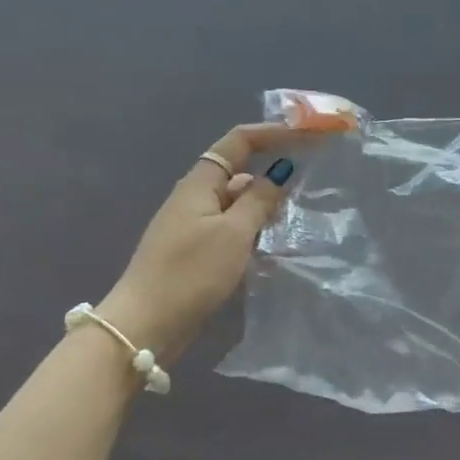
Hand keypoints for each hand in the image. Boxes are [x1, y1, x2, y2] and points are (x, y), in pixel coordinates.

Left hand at [95, 123, 300, 364]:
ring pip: (238, 201)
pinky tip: (275, 241)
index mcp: (200, 183)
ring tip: (301, 210)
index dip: (274, 132)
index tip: (310, 134)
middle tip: (315, 175)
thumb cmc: (190, 273)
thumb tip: (281, 171)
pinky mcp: (196, 251)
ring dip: (267, 201)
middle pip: (240, 170)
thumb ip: (260, 200)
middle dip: (275, 168)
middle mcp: (195, 197)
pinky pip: (233, 226)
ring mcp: (194, 225)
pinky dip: (255, 226)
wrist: (144, 326)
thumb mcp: (234, 233)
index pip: (239, 141)